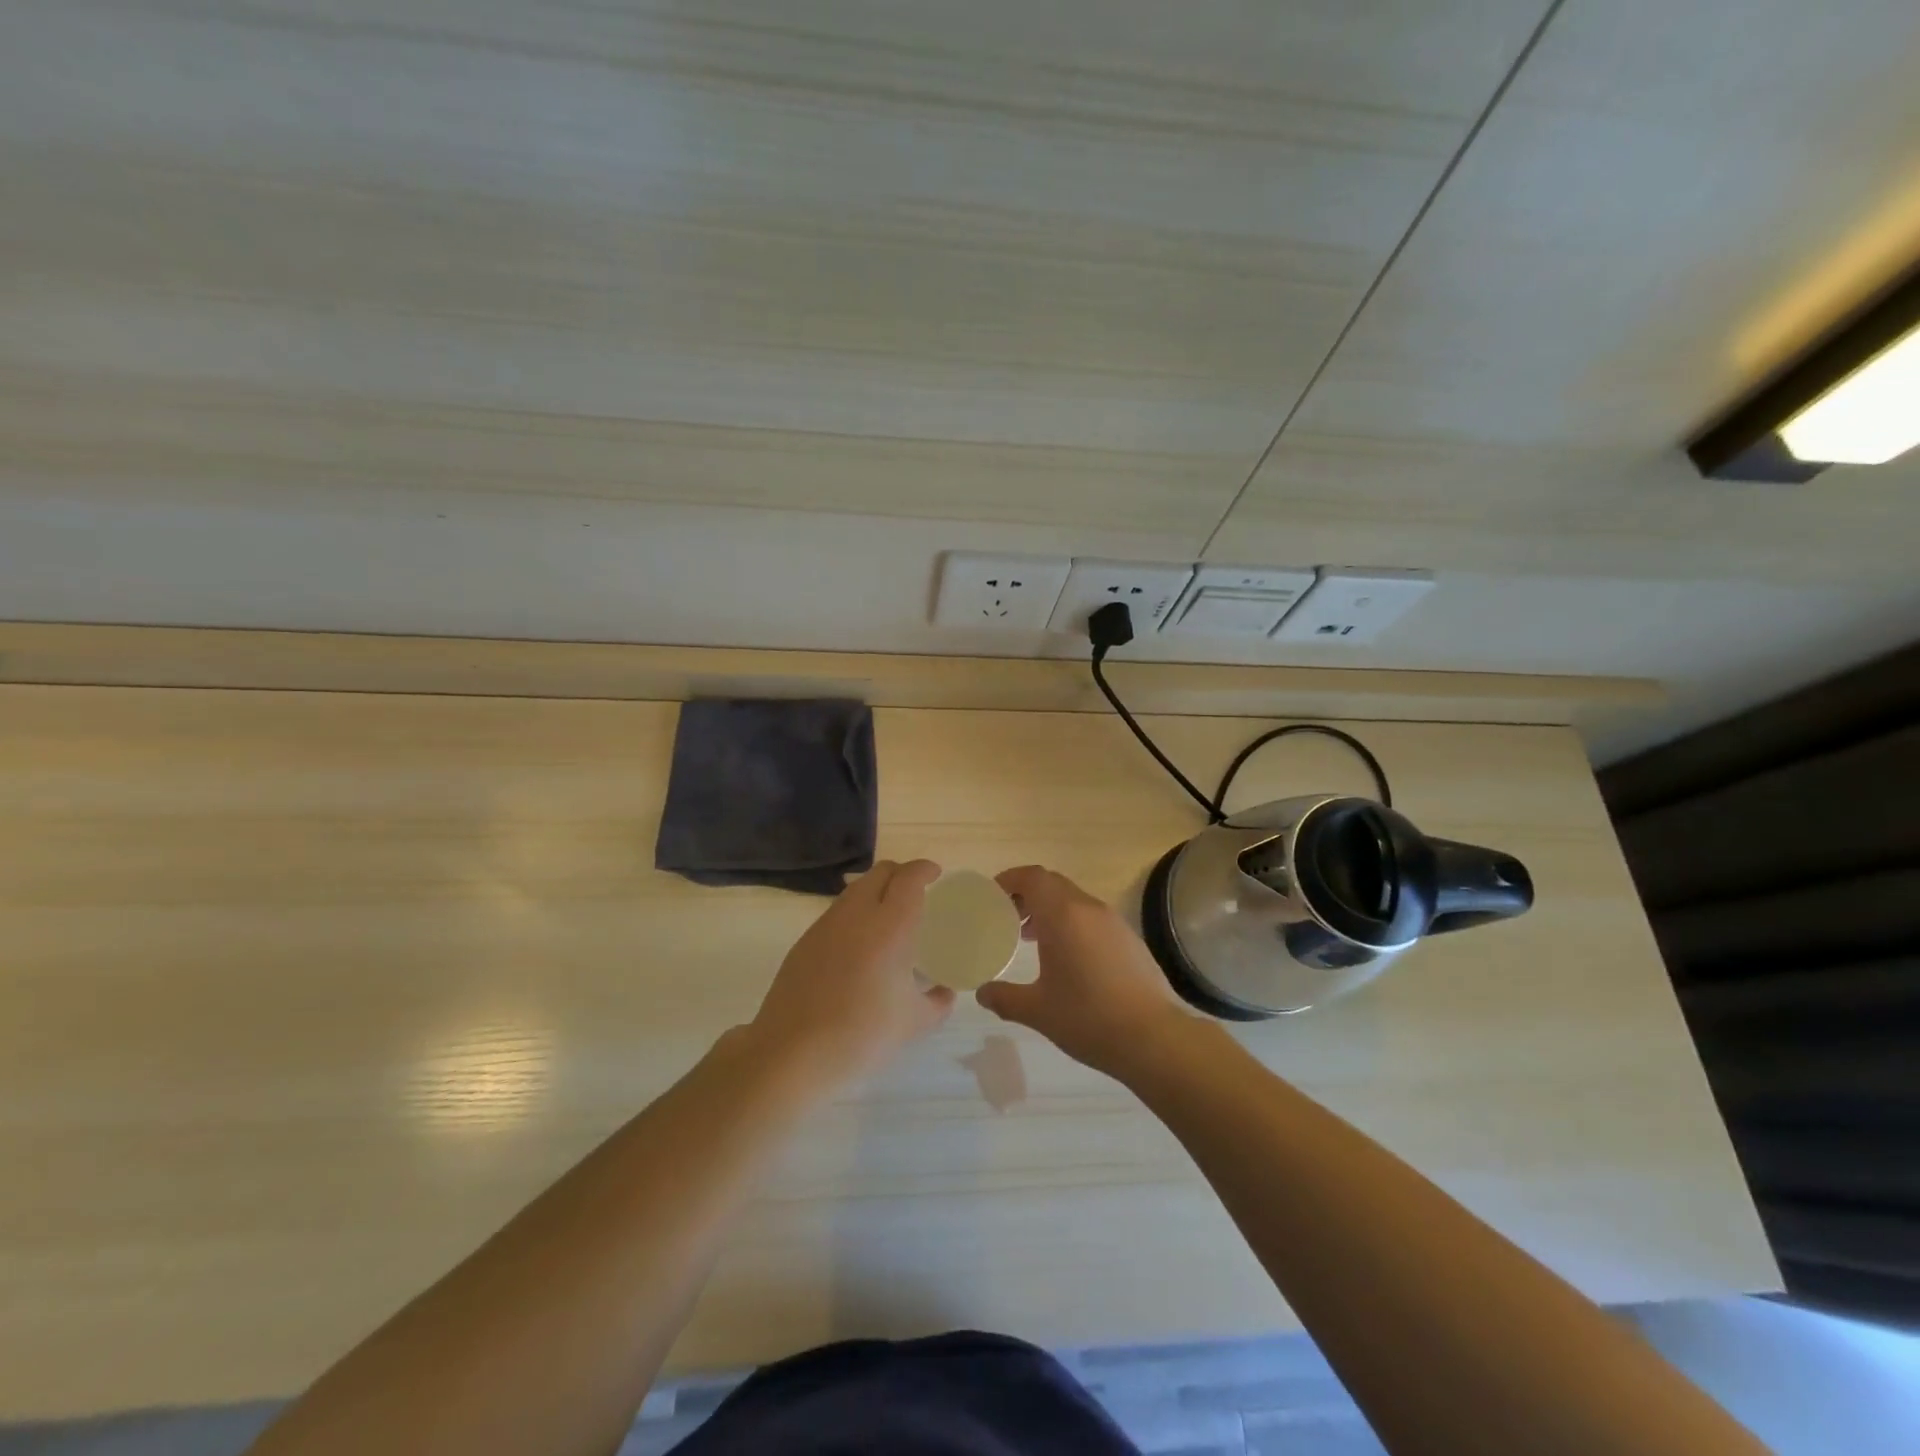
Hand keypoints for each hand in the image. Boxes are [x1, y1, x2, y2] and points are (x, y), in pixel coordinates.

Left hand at [749, 860, 955, 1092]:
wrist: (792, 1053)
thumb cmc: (862, 1035)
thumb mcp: (913, 1023)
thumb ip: (937, 1002)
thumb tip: (945, 993)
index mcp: (890, 925)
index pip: (909, 878)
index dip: (924, 869)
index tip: (935, 875)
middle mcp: (857, 914)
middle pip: (880, 872)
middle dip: (900, 874)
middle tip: (915, 893)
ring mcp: (825, 925)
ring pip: (855, 890)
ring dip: (875, 892)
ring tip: (888, 919)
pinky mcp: (804, 941)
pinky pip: (836, 913)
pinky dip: (854, 915)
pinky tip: (859, 947)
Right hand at [977, 866, 1187, 1078]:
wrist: (1154, 1038)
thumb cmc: (1088, 1018)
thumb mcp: (1037, 1011)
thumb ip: (1004, 997)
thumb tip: (983, 993)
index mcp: (1063, 915)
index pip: (1033, 877)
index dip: (1010, 879)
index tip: (993, 896)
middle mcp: (1089, 909)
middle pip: (1052, 884)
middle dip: (1027, 895)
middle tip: (1007, 918)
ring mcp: (1114, 922)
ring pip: (1074, 900)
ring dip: (1049, 910)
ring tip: (1031, 939)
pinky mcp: (1130, 939)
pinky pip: (1092, 918)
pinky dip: (1072, 924)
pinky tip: (1067, 958)